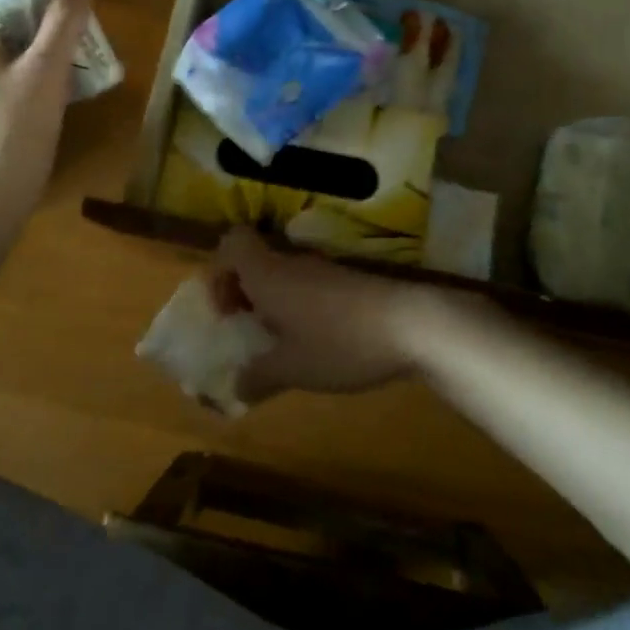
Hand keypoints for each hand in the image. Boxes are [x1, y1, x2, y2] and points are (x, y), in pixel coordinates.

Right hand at [215, 227, 473, 402]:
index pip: (231, 242)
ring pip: (281, 275)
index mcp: (269, 274)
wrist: (411, 325)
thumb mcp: (293, 369)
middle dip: (242, 293)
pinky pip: (306, 287)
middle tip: (246, 330)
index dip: (218, 271)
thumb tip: (234, 387)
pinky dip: (297, 308)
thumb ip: (257, 376)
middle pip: (254, 260)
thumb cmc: (340, 342)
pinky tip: (313, 343)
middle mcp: (291, 263)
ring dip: (271, 303)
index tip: (225, 310)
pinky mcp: (346, 283)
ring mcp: (322, 270)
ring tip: (278, 344)